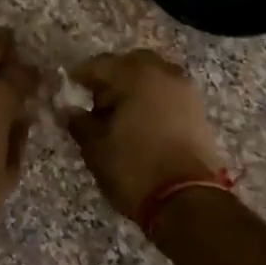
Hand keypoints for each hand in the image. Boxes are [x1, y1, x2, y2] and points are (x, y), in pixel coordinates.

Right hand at [61, 49, 226, 219]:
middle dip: (112, 78)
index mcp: (136, 76)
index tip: (67, 90)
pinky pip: (168, 94)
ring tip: (119, 116)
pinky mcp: (198, 112)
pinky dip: (153, 101)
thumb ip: (79, 122)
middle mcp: (165, 74)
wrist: (187, 201)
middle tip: (96, 102)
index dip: (79, 76)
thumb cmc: (134, 168)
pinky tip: (140, 125)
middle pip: (131, 64)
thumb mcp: (96, 148)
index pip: (99, 64)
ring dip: (135, 88)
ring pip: (153, 77)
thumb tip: (67, 110)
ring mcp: (186, 92)